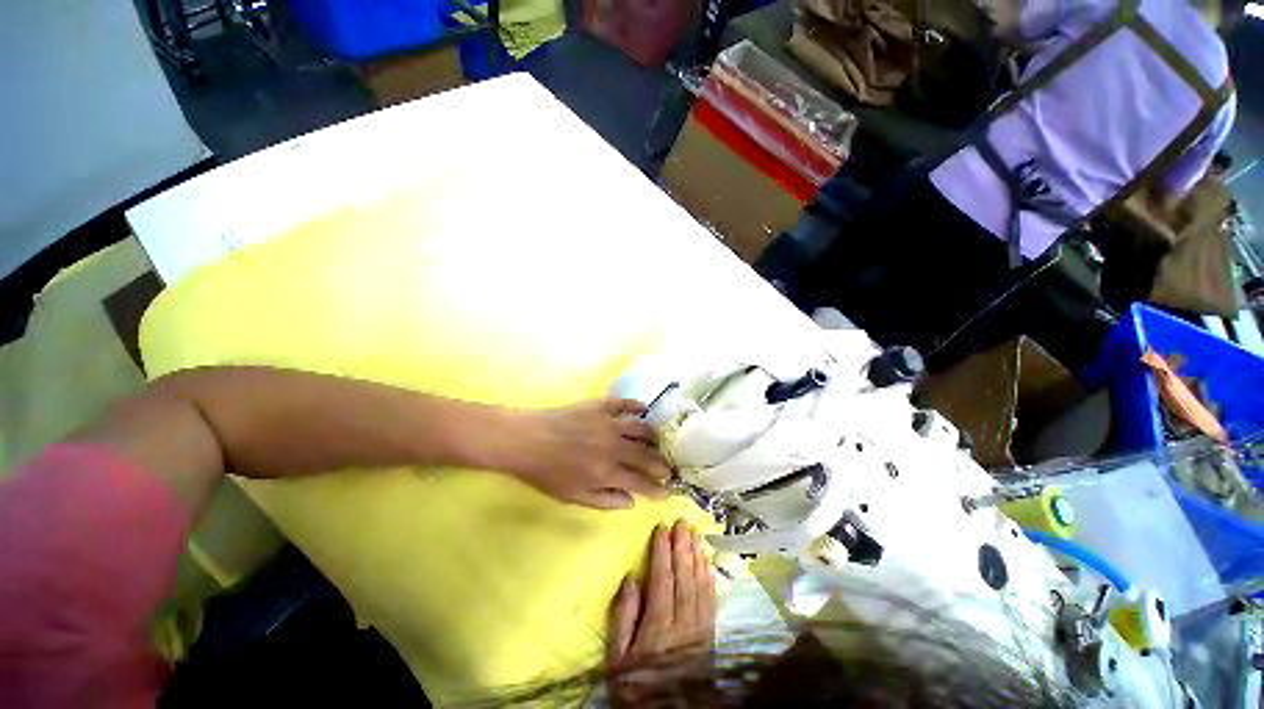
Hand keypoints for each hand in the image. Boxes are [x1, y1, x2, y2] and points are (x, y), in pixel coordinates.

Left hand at [501, 398, 670, 509]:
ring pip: (641, 429)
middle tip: (668, 469)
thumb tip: (632, 502)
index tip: (667, 492)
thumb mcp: (574, 496)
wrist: (526, 440)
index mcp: (607, 472)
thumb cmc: (547, 473)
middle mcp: (614, 446)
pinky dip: (637, 406)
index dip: (657, 489)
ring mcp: (609, 423)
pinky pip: (625, 403)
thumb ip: (605, 500)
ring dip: (653, 438)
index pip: (641, 482)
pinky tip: (642, 410)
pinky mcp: (600, 406)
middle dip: (662, 465)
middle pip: (647, 456)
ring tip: (655, 443)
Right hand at [608, 520, 715, 666]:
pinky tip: (707, 560)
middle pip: (684, 576)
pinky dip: (709, 576)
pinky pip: (711, 599)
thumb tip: (631, 579)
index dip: (663, 551)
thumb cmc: (636, 685)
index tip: (662, 527)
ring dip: (697, 555)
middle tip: (681, 521)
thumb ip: (624, 619)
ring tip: (694, 532)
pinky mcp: (710, 634)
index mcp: (658, 628)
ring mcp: (700, 628)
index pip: (662, 579)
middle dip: (682, 546)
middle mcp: (683, 623)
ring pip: (700, 584)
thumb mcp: (618, 659)